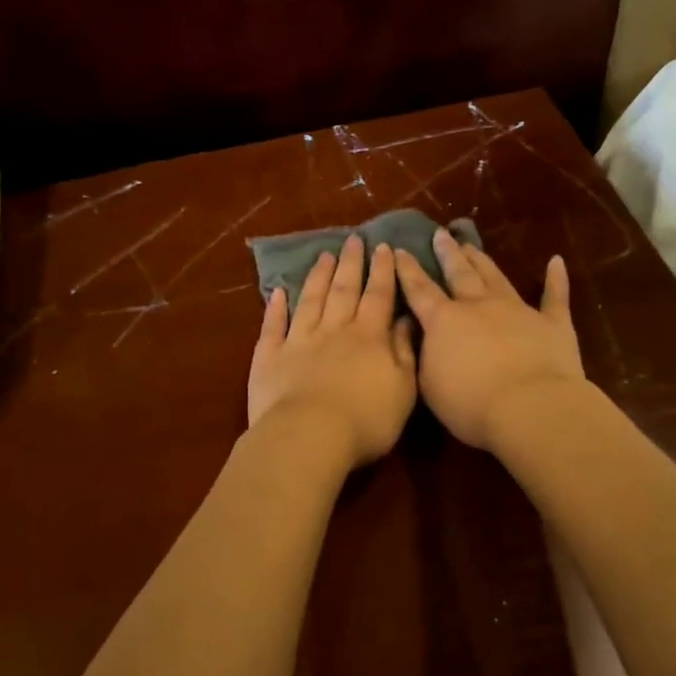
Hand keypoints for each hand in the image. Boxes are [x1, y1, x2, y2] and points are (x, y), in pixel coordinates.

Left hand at [249, 236, 418, 468]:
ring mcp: (298, 341)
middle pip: (343, 290)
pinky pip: (273, 326)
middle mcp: (334, 330)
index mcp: (368, 337)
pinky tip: (277, 292)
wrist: (309, 436)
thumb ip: (404, 352)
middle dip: (350, 264)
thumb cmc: (366, 420)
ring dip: (317, 276)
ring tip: (324, 255)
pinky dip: (274, 308)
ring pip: (310, 300)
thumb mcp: (403, 390)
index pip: (378, 296)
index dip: (382, 271)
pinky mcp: (269, 357)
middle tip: (353, 240)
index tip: (384, 247)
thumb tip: (406, 320)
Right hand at [393, 231, 585, 451]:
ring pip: (496, 277)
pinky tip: (556, 262)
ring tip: (471, 245)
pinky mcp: (553, 324)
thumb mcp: (430, 385)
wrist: (530, 407)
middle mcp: (479, 306)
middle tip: (441, 234)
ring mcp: (518, 310)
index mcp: (444, 321)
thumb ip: (425, 357)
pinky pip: (554, 297)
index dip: (408, 270)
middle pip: (460, 273)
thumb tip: (425, 339)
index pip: (420, 290)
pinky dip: (556, 279)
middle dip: (448, 253)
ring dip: (483, 261)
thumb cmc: (471, 403)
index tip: (400, 249)